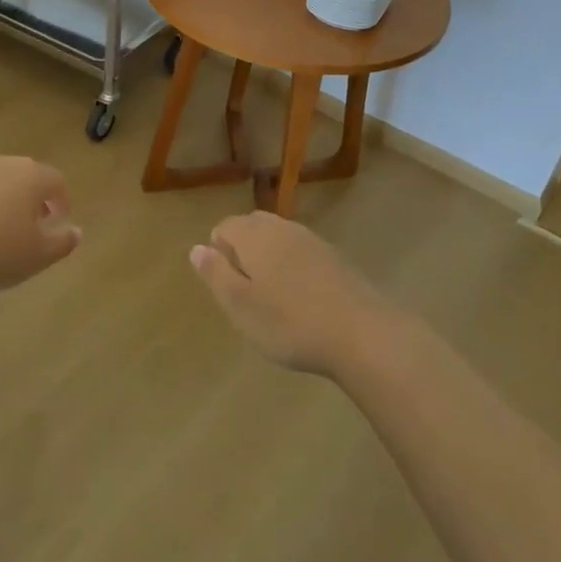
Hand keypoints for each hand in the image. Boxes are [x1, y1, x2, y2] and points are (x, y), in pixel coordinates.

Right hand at [189, 212, 402, 374]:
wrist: (363, 335)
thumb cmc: (290, 323)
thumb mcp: (240, 305)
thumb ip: (215, 274)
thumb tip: (196, 248)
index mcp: (255, 235)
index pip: (224, 226)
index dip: (218, 253)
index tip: (227, 287)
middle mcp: (283, 228)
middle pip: (253, 227)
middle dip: (243, 251)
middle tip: (246, 292)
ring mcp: (314, 241)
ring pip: (280, 239)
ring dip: (270, 259)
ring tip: (273, 298)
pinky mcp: (337, 258)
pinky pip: (303, 253)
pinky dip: (295, 269)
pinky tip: (303, 301)